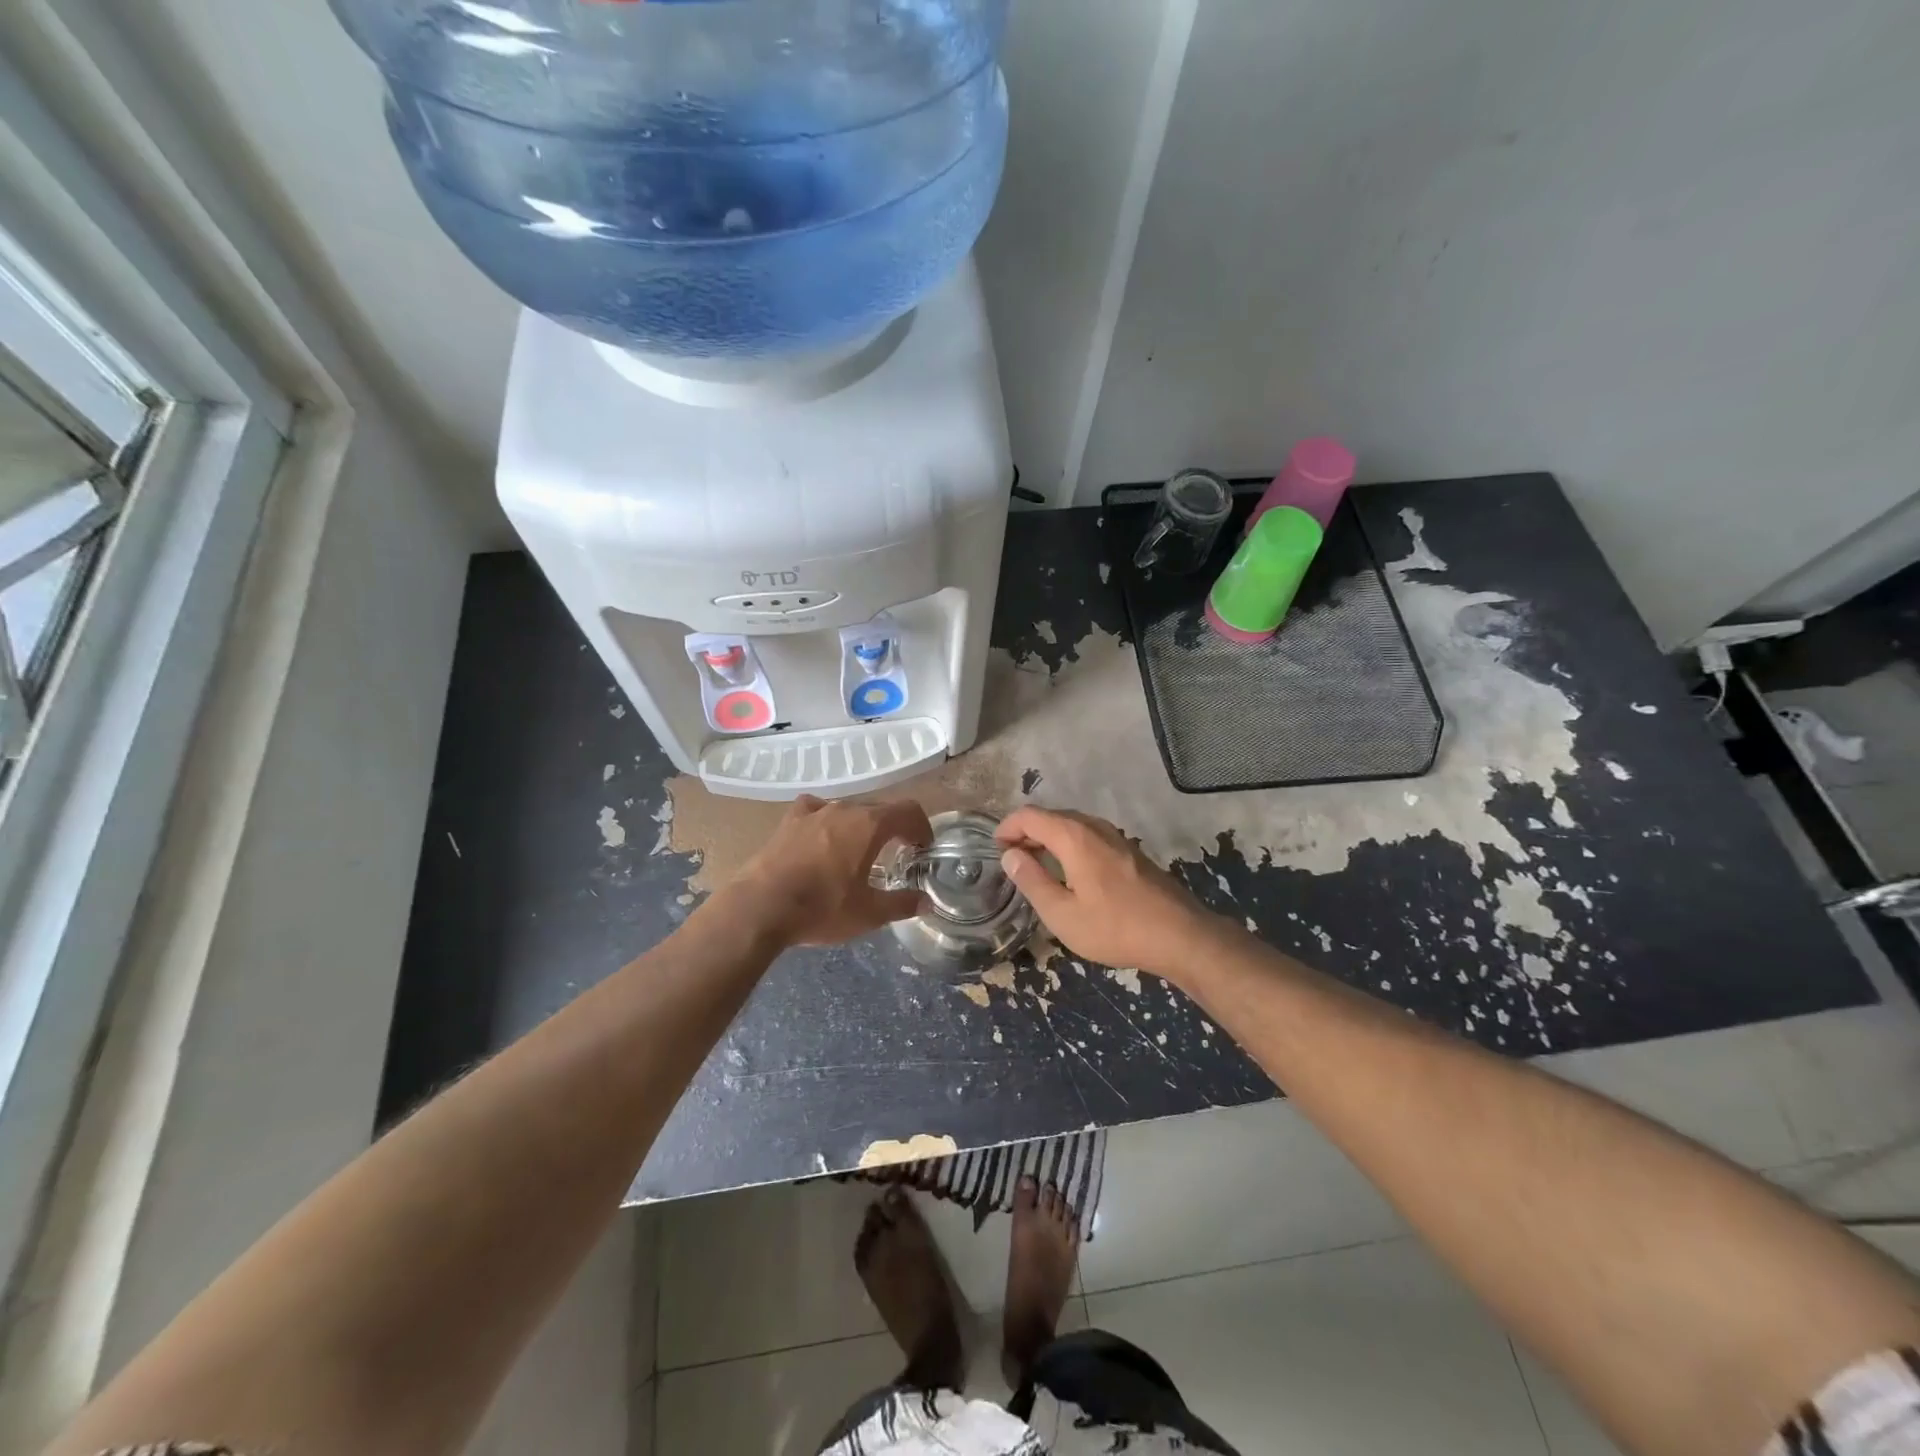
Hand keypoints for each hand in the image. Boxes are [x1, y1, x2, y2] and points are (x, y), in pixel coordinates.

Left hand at [731, 794, 931, 947]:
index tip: (923, 849)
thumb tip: (926, 902)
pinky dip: (827, 819)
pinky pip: (816, 810)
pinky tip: (823, 835)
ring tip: (860, 851)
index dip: (922, 827)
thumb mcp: (869, 913)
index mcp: (870, 825)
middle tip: (897, 854)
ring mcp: (815, 812)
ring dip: (862, 826)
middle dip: (894, 828)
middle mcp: (845, 809)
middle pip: (880, 809)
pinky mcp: (790, 820)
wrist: (761, 906)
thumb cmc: (822, 907)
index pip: (908, 811)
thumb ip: (902, 904)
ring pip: (849, 810)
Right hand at [995, 806, 1213, 984]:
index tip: (995, 849)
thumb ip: (1032, 881)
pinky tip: (1068, 871)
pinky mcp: (1129, 851)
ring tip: (1034, 864)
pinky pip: (1088, 835)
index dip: (1007, 828)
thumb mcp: (1062, 914)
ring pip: (1071, 825)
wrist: (1180, 935)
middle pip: (1051, 816)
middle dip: (1026, 832)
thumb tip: (1010, 855)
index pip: (1030, 816)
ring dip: (1048, 838)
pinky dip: (1068, 844)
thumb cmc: (1115, 927)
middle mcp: (1094, 827)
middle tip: (1011, 859)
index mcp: (1074, 837)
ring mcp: (1115, 837)